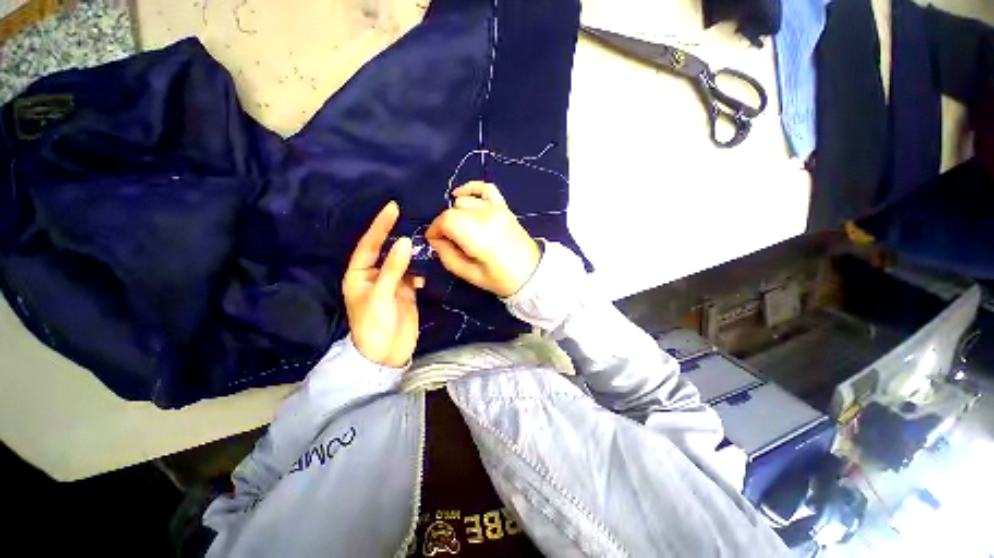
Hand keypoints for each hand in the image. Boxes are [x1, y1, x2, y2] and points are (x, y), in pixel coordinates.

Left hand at [342, 202, 423, 367]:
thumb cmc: (374, 325)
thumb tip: (405, 242)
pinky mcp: (407, 292)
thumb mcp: (380, 295)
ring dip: (413, 253)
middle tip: (413, 219)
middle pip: (387, 250)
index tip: (393, 208)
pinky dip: (422, 270)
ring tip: (425, 240)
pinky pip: (415, 274)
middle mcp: (375, 276)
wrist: (387, 354)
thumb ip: (393, 269)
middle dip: (398, 236)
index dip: (380, 226)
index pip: (369, 244)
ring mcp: (393, 283)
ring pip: (403, 261)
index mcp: (359, 275)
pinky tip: (427, 268)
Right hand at [426, 181, 540, 296]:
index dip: (435, 231)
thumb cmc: (500, 279)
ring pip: (465, 202)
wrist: (531, 273)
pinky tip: (460, 195)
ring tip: (462, 231)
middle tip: (450, 243)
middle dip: (445, 226)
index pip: (447, 220)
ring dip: (457, 215)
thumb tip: (436, 240)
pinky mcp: (504, 207)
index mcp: (480, 235)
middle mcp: (488, 216)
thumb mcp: (469, 275)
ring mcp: (498, 209)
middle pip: (453, 211)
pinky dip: (471, 189)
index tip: (435, 243)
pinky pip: (485, 188)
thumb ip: (447, 256)